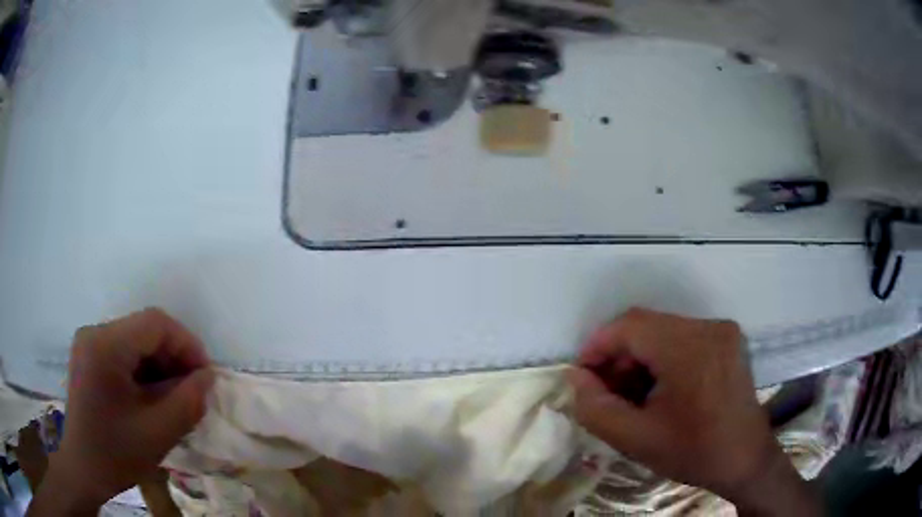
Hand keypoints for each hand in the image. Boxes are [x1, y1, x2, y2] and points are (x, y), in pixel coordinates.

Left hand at [29, 309, 213, 514]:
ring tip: (174, 397)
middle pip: (144, 330)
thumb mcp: (158, 434)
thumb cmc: (116, 454)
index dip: (186, 343)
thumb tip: (208, 377)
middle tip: (192, 391)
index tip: (205, 376)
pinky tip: (152, 397)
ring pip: (135, 340)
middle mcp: (94, 333)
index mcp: (105, 346)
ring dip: (160, 365)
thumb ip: (188, 402)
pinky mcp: (89, 356)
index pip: (154, 323)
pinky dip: (144, 370)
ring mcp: (89, 343)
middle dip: (173, 357)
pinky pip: (123, 352)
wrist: (83, 469)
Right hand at [568, 308, 820, 515]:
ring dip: (640, 358)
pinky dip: (662, 358)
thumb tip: (576, 378)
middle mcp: (708, 327)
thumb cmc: (694, 451)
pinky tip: (659, 388)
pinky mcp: (728, 340)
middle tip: (606, 392)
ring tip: (631, 394)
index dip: (598, 345)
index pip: (629, 326)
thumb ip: (597, 408)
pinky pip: (683, 338)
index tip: (583, 376)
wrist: (745, 459)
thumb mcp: (636, 439)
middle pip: (647, 326)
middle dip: (619, 356)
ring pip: (664, 331)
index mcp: (689, 348)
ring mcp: (722, 331)